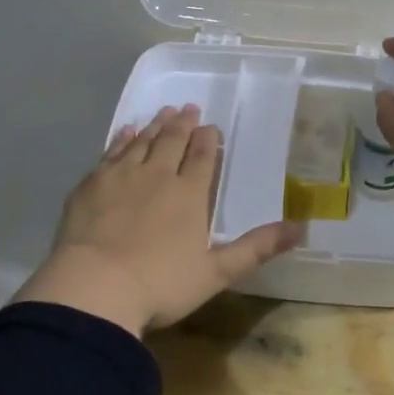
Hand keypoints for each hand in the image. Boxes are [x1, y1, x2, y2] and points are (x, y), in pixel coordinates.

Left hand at [15, 105, 300, 337]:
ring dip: (154, 125)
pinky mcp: (91, 184)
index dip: (208, 140)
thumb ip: (256, 248)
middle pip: (172, 142)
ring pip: (142, 142)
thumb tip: (302, 229)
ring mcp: (121, 176)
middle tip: (188, 108)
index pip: (203, 158)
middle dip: (182, 124)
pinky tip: (124, 132)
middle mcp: (157, 176)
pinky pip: (110, 152)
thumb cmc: (161, 284)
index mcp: (189, 195)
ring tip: (163, 113)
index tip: (211, 127)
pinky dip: (120, 139)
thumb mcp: (216, 273)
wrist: (95, 287)